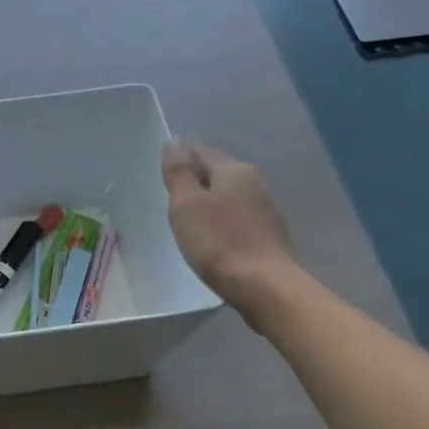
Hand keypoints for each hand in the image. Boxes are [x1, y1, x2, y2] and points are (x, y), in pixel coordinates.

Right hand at [161, 138, 300, 330]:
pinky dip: (220, 221)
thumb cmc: (219, 242)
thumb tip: (175, 141)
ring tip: (185, 218)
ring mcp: (265, 209)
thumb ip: (179, 172)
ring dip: (207, 202)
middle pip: (216, 172)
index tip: (160, 172)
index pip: (199, 150)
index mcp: (234, 170)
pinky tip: (210, 237)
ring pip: (227, 195)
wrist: (266, 288)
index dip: (178, 156)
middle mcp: (254, 182)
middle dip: (194, 179)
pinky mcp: (268, 234)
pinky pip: (236, 217)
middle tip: (168, 196)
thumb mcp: (187, 205)